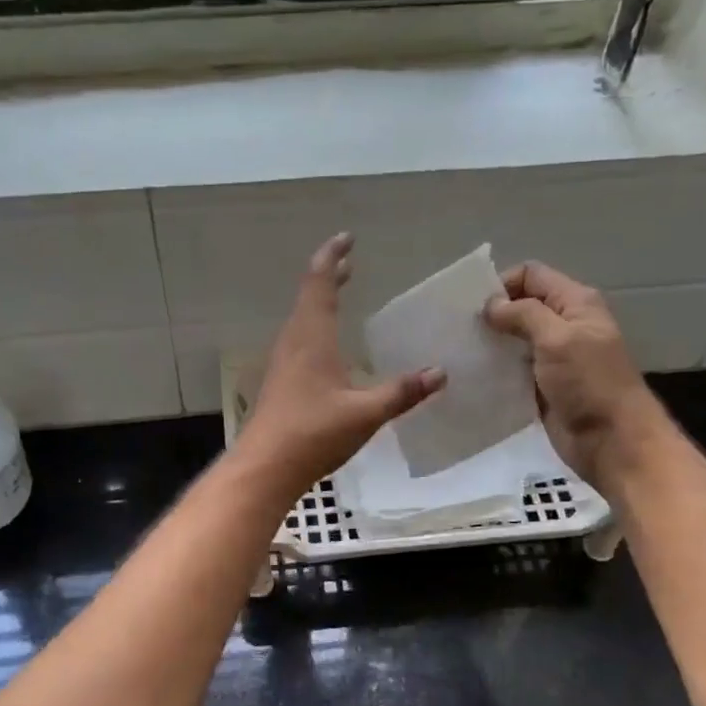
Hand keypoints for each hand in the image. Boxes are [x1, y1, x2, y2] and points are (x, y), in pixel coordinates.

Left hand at [236, 234, 445, 496]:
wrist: (265, 467)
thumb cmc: (313, 432)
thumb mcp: (365, 412)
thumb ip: (402, 392)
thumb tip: (440, 373)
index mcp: (311, 337)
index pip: (319, 283)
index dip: (332, 257)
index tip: (347, 239)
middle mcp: (293, 342)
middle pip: (309, 297)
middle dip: (329, 276)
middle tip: (349, 263)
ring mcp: (283, 362)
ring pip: (303, 319)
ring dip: (321, 301)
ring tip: (340, 294)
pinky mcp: (280, 382)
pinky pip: (300, 340)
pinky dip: (316, 326)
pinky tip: (328, 347)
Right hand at [483, 261, 664, 493]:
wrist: (612, 441)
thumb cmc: (590, 383)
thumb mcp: (558, 339)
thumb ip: (524, 314)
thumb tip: (491, 305)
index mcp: (575, 303)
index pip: (532, 275)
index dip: (503, 284)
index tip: (473, 306)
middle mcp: (564, 325)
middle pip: (521, 306)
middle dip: (492, 314)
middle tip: (459, 330)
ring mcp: (553, 358)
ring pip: (514, 340)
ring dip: (491, 343)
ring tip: (460, 352)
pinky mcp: (542, 386)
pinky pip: (513, 370)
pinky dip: (495, 370)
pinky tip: (472, 376)